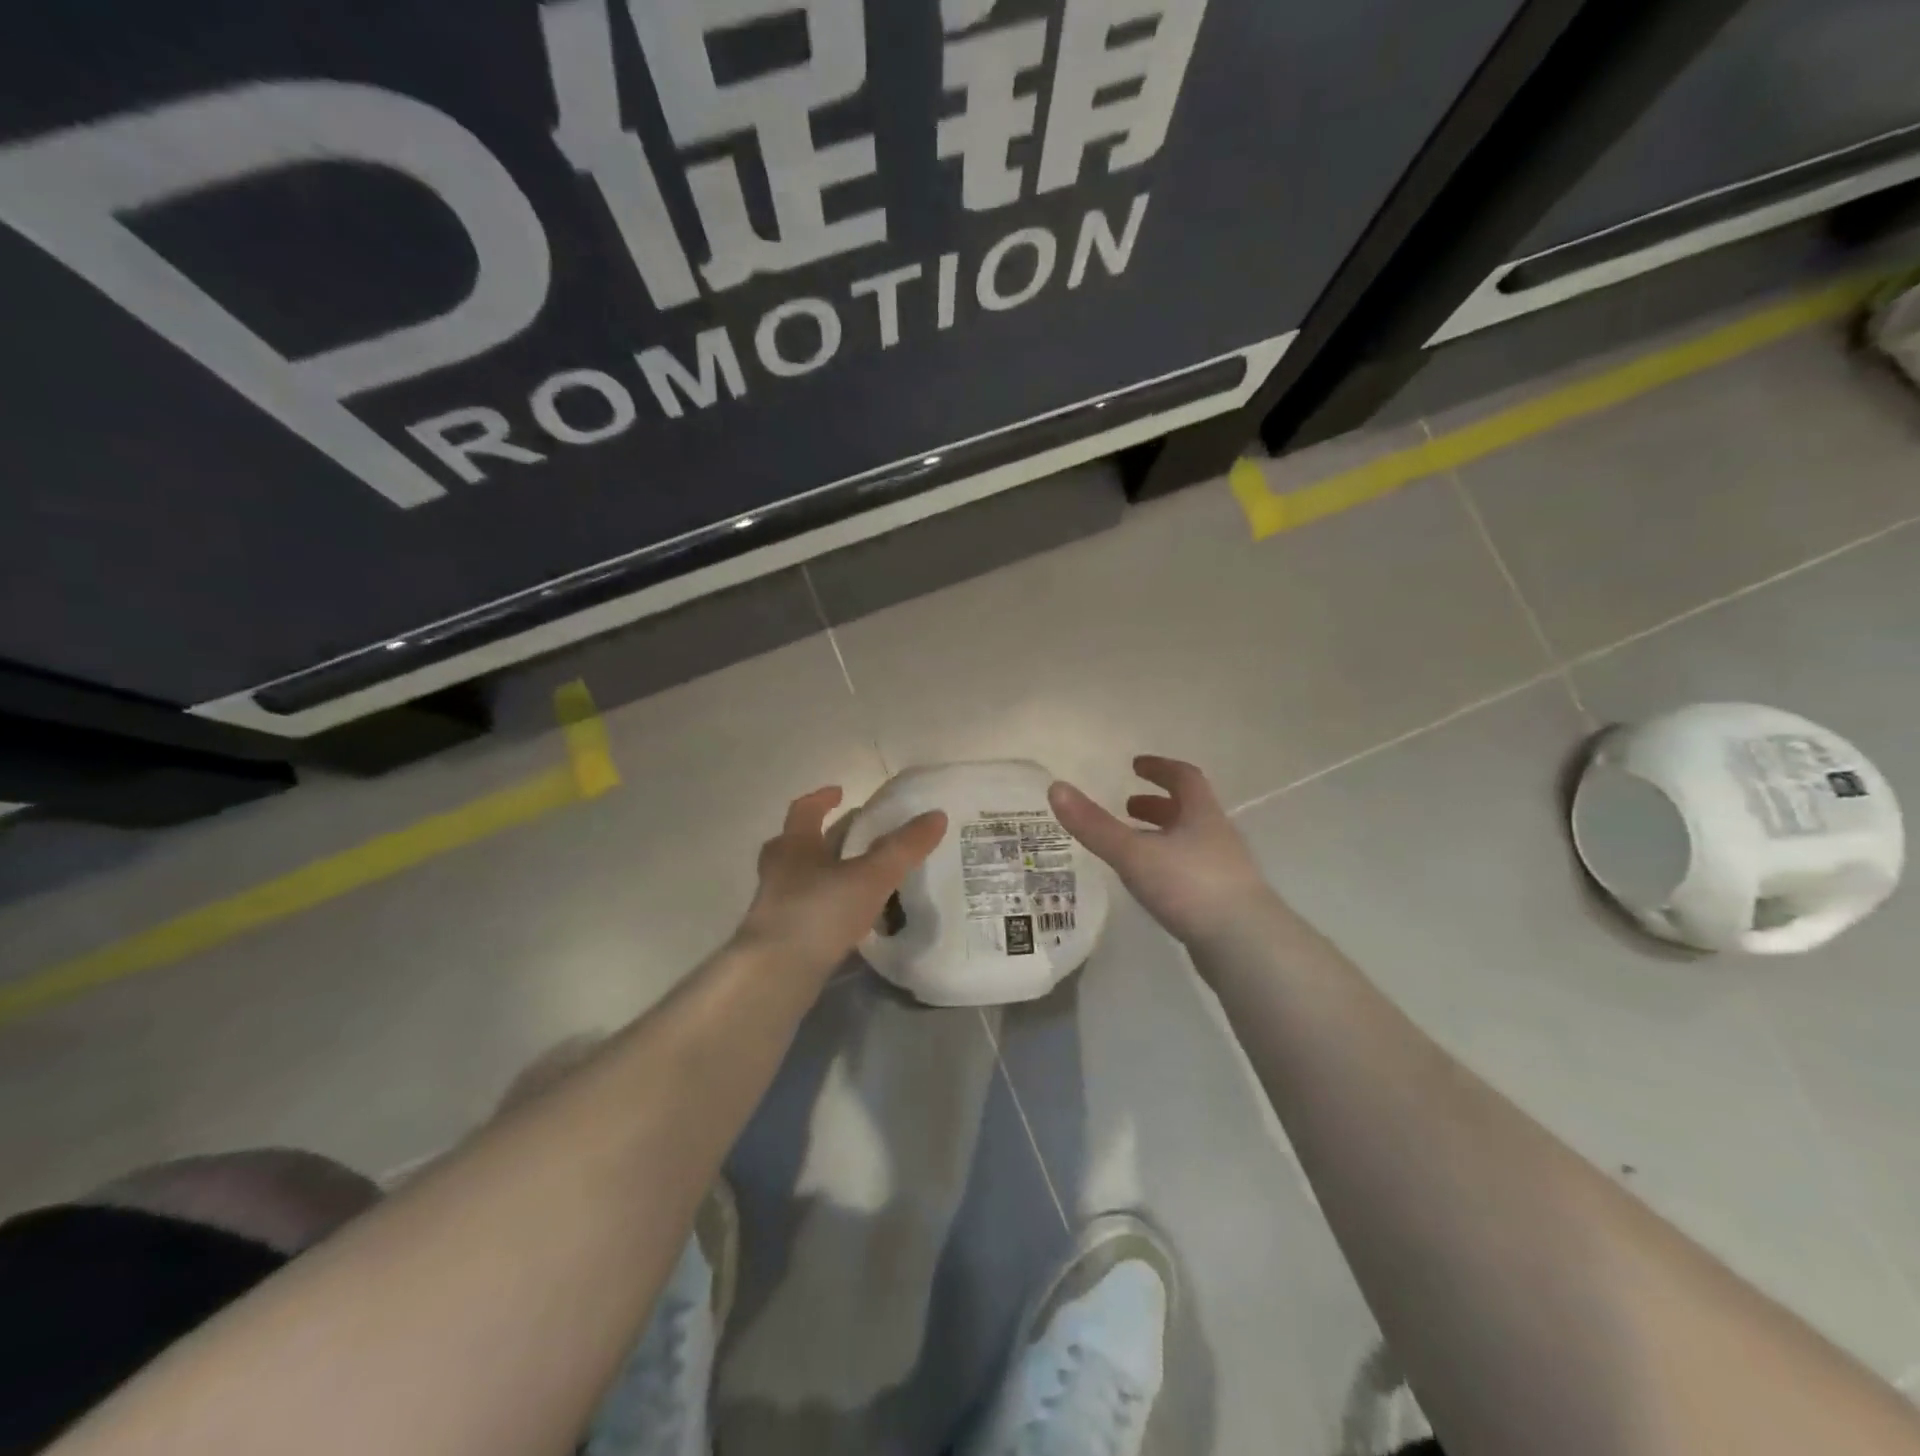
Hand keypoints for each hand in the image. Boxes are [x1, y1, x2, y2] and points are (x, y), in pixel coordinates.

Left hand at [735, 786, 947, 978]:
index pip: (805, 810)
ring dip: (823, 872)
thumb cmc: (819, 912)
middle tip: (853, 834)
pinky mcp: (780, 937)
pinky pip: (805, 909)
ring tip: (855, 876)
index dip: (822, 798)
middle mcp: (779, 870)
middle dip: (823, 836)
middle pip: (797, 843)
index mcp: (795, 846)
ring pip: (799, 878)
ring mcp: (775, 905)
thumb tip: (936, 815)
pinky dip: (825, 905)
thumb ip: (903, 848)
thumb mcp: (870, 876)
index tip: (839, 792)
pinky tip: (847, 917)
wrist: (775, 974)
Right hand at [1049, 757, 1277, 946]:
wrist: (1245, 946)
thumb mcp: (1134, 853)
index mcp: (1202, 815)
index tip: (1136, 765)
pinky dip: (1169, 866)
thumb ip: (1094, 825)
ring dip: (1163, 837)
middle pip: (1189, 810)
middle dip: (1157, 805)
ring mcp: (1225, 871)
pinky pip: (1192, 871)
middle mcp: (1218, 837)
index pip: (1184, 778)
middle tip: (1128, 807)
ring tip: (1133, 846)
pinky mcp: (1223, 902)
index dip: (1160, 768)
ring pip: (1191, 842)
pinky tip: (1153, 884)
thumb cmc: (1190, 886)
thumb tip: (1056, 787)